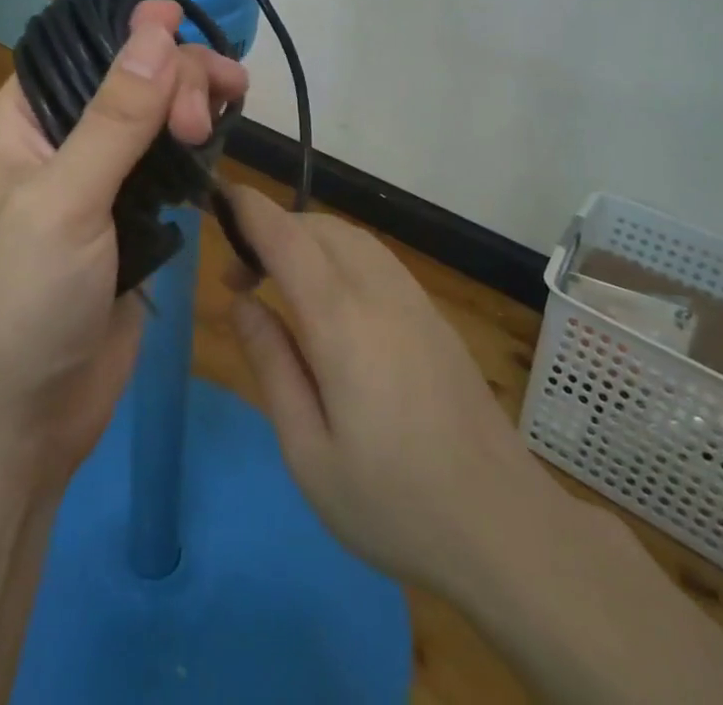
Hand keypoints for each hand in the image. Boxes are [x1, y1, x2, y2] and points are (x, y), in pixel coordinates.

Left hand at [0, 1, 247, 491]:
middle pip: (120, 84)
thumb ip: (114, 116)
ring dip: (187, 106)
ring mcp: (92, 190)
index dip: (125, 33)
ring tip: (233, 98)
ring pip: (147, 124)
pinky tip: (218, 139)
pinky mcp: (125, 228)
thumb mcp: (62, 203)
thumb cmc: (17, 306)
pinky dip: (191, 150)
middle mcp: (53, 149)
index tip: (181, 23)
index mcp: (15, 129)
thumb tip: (156, 29)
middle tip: (215, 100)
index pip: (74, 55)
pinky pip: (162, 171)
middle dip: (170, 77)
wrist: (15, 434)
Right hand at [223, 186, 567, 599]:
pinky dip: (337, 251)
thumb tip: (241, 302)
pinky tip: (329, 297)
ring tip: (278, 281)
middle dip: (271, 229)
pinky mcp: (433, 314)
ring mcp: (413, 299)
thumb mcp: (308, 452)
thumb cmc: (393, 503)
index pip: (287, 238)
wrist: (504, 527)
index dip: (250, 209)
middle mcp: (379, 292)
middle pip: (317, 226)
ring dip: (306, 238)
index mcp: (342, 322)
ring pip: (349, 236)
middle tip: (240, 278)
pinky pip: (375, 256)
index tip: (218, 196)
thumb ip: (271, 364)